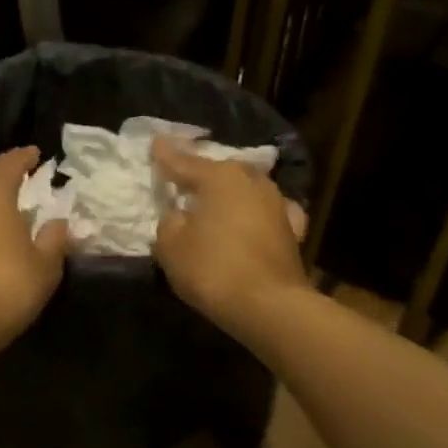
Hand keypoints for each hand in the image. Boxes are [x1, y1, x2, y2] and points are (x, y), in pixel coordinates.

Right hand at [151, 138, 310, 342]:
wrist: (269, 305)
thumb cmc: (213, 269)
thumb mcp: (171, 246)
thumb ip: (170, 222)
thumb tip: (179, 215)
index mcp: (219, 178)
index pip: (184, 162)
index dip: (166, 155)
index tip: (156, 142)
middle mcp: (251, 181)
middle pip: (220, 171)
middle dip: (201, 172)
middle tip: (184, 175)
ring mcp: (276, 203)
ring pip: (246, 187)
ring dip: (229, 191)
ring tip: (214, 196)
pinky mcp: (291, 230)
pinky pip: (267, 211)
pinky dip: (255, 212)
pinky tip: (254, 215)